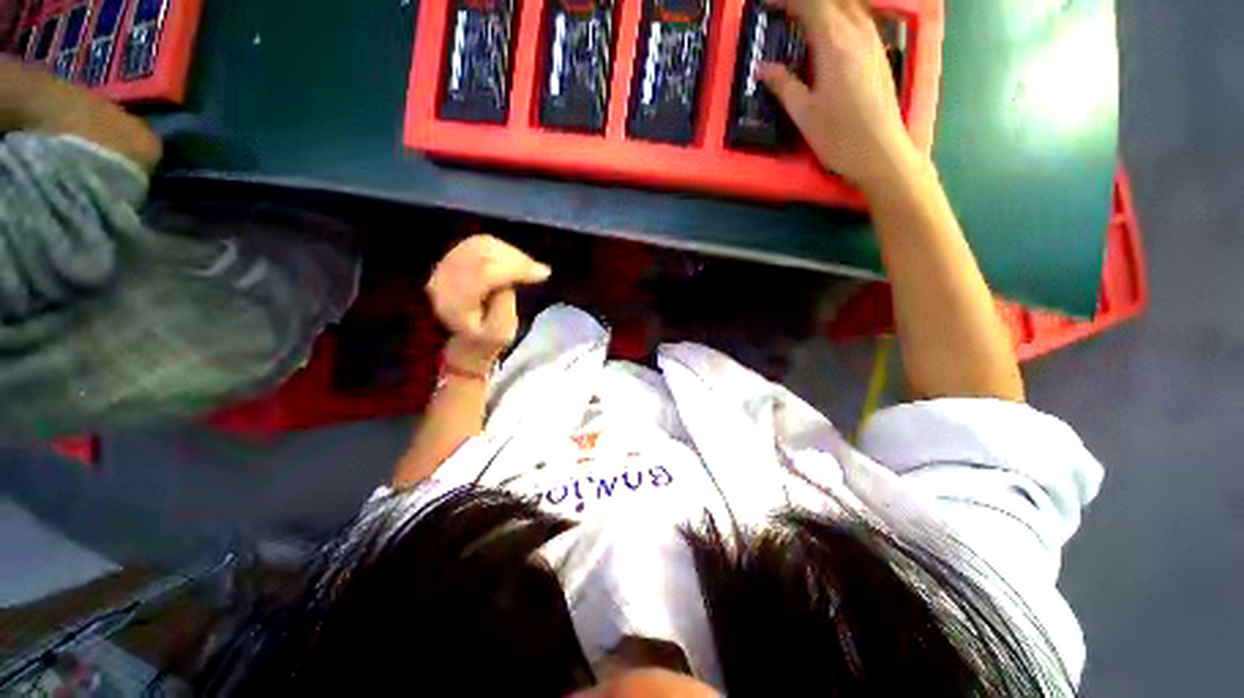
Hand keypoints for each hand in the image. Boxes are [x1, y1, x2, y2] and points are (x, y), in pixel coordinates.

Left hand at [426, 235, 550, 372]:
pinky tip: (516, 260)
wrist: (462, 337)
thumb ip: (505, 308)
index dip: (517, 269)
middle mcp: (443, 279)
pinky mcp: (451, 257)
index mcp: (455, 303)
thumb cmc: (486, 338)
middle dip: (517, 260)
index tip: (543, 274)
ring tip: (529, 267)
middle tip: (540, 271)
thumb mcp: (501, 334)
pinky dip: (502, 249)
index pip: (486, 274)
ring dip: (511, 254)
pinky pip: (479, 243)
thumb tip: (510, 282)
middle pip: (484, 255)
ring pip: (482, 245)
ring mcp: (444, 265)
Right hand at [760, 0, 918, 191]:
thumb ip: (783, 85)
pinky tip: (833, 27)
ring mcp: (873, 40)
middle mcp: (857, 32)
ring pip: (850, 5)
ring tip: (806, 17)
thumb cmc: (838, 136)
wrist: (880, 152)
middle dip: (807, 2)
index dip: (788, 1)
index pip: (811, 5)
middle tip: (785, 10)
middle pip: (833, 0)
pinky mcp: (880, 52)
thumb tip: (762, 68)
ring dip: (828, 6)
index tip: (768, 4)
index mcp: (834, 44)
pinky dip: (843, 14)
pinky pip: (861, 17)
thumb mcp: (803, 114)